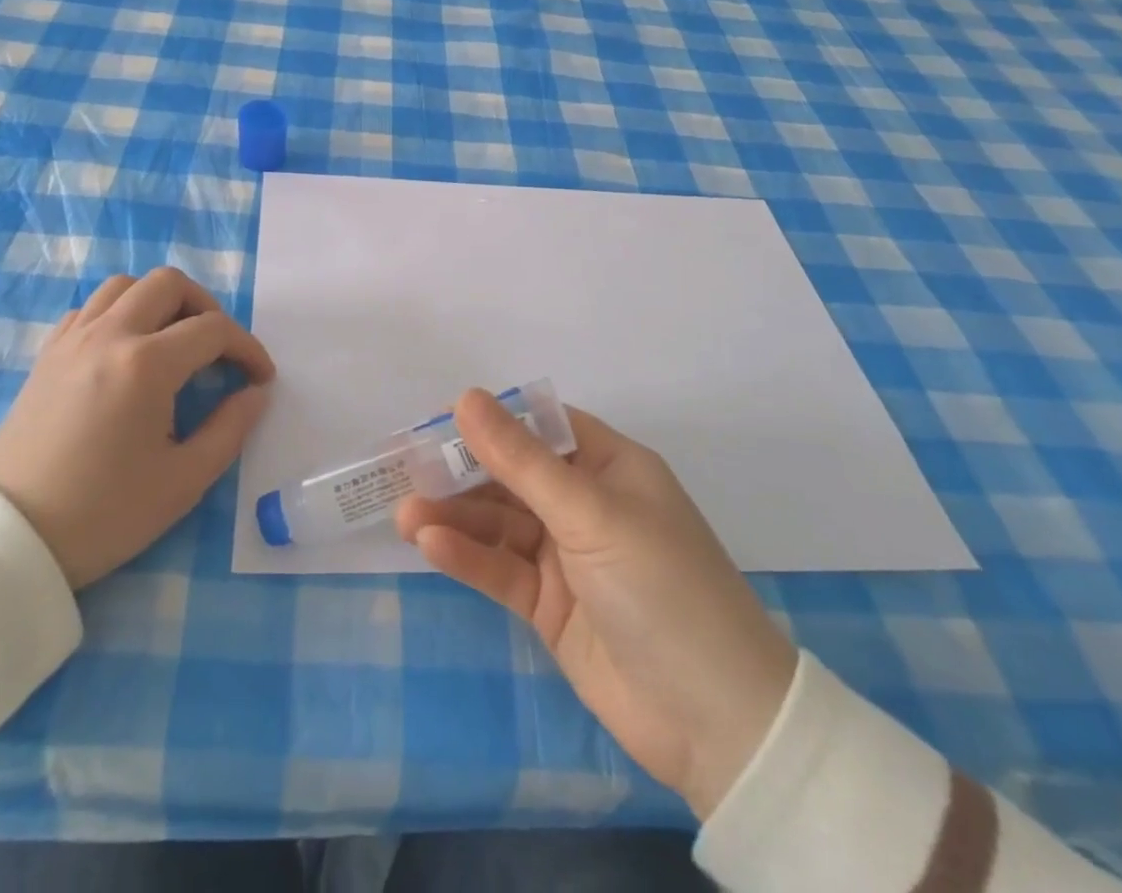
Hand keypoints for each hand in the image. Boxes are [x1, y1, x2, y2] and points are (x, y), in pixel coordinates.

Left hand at [0, 267, 274, 588]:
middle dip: (207, 308)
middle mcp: (109, 335)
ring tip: (173, 340)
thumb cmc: (104, 513)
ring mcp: (72, 339)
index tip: (261, 378)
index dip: (248, 349)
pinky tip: (127, 349)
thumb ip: (230, 429)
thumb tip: (255, 394)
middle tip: (217, 349)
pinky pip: (91, 307)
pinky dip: (119, 312)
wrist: (13, 538)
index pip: (213, 330)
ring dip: (160, 301)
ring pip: (125, 285)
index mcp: (146, 364)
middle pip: (169, 284)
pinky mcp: (48, 354)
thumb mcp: (184, 481)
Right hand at [395, 390, 797, 818]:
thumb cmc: (663, 588)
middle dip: (462, 471)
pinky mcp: (549, 604)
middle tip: (406, 469)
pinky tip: (430, 544)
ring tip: (405, 513)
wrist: (716, 724)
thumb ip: (522, 460)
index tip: (436, 419)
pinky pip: (500, 568)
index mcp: (610, 467)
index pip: (541, 427)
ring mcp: (566, 556)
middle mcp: (586, 504)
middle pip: (512, 474)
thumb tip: (466, 397)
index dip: (491, 419)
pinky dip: (467, 555)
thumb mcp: (591, 514)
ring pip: (499, 522)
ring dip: (454, 516)